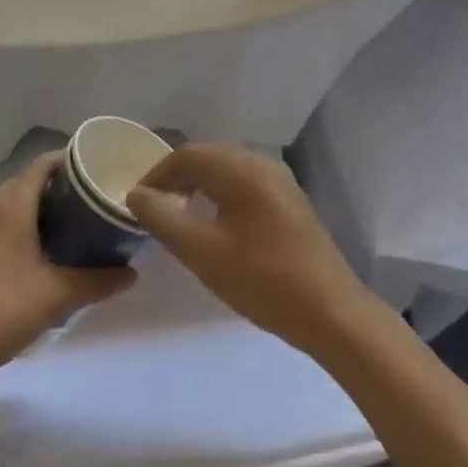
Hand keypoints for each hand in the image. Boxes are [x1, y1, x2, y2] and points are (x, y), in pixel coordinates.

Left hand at [0, 152, 133, 387]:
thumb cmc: (1, 309)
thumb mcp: (58, 295)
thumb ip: (98, 281)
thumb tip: (132, 274)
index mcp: (13, 205)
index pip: (44, 164)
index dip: (72, 160)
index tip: (100, 170)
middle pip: (32, 182)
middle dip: (64, 187)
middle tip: (96, 200)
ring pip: (18, 206)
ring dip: (46, 209)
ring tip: (80, 225)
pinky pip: (6, 227)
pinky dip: (29, 229)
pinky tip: (49, 254)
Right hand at [126, 144, 376, 356]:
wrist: (330, 312)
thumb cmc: (262, 280)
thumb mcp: (202, 252)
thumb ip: (163, 218)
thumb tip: (137, 193)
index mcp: (242, 169)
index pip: (188, 154)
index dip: (156, 174)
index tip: (136, 203)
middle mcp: (263, 163)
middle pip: (209, 157)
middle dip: (176, 178)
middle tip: (153, 210)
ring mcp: (281, 181)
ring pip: (228, 170)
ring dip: (199, 186)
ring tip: (178, 217)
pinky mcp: (290, 202)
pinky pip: (245, 185)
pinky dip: (221, 195)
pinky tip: (215, 225)